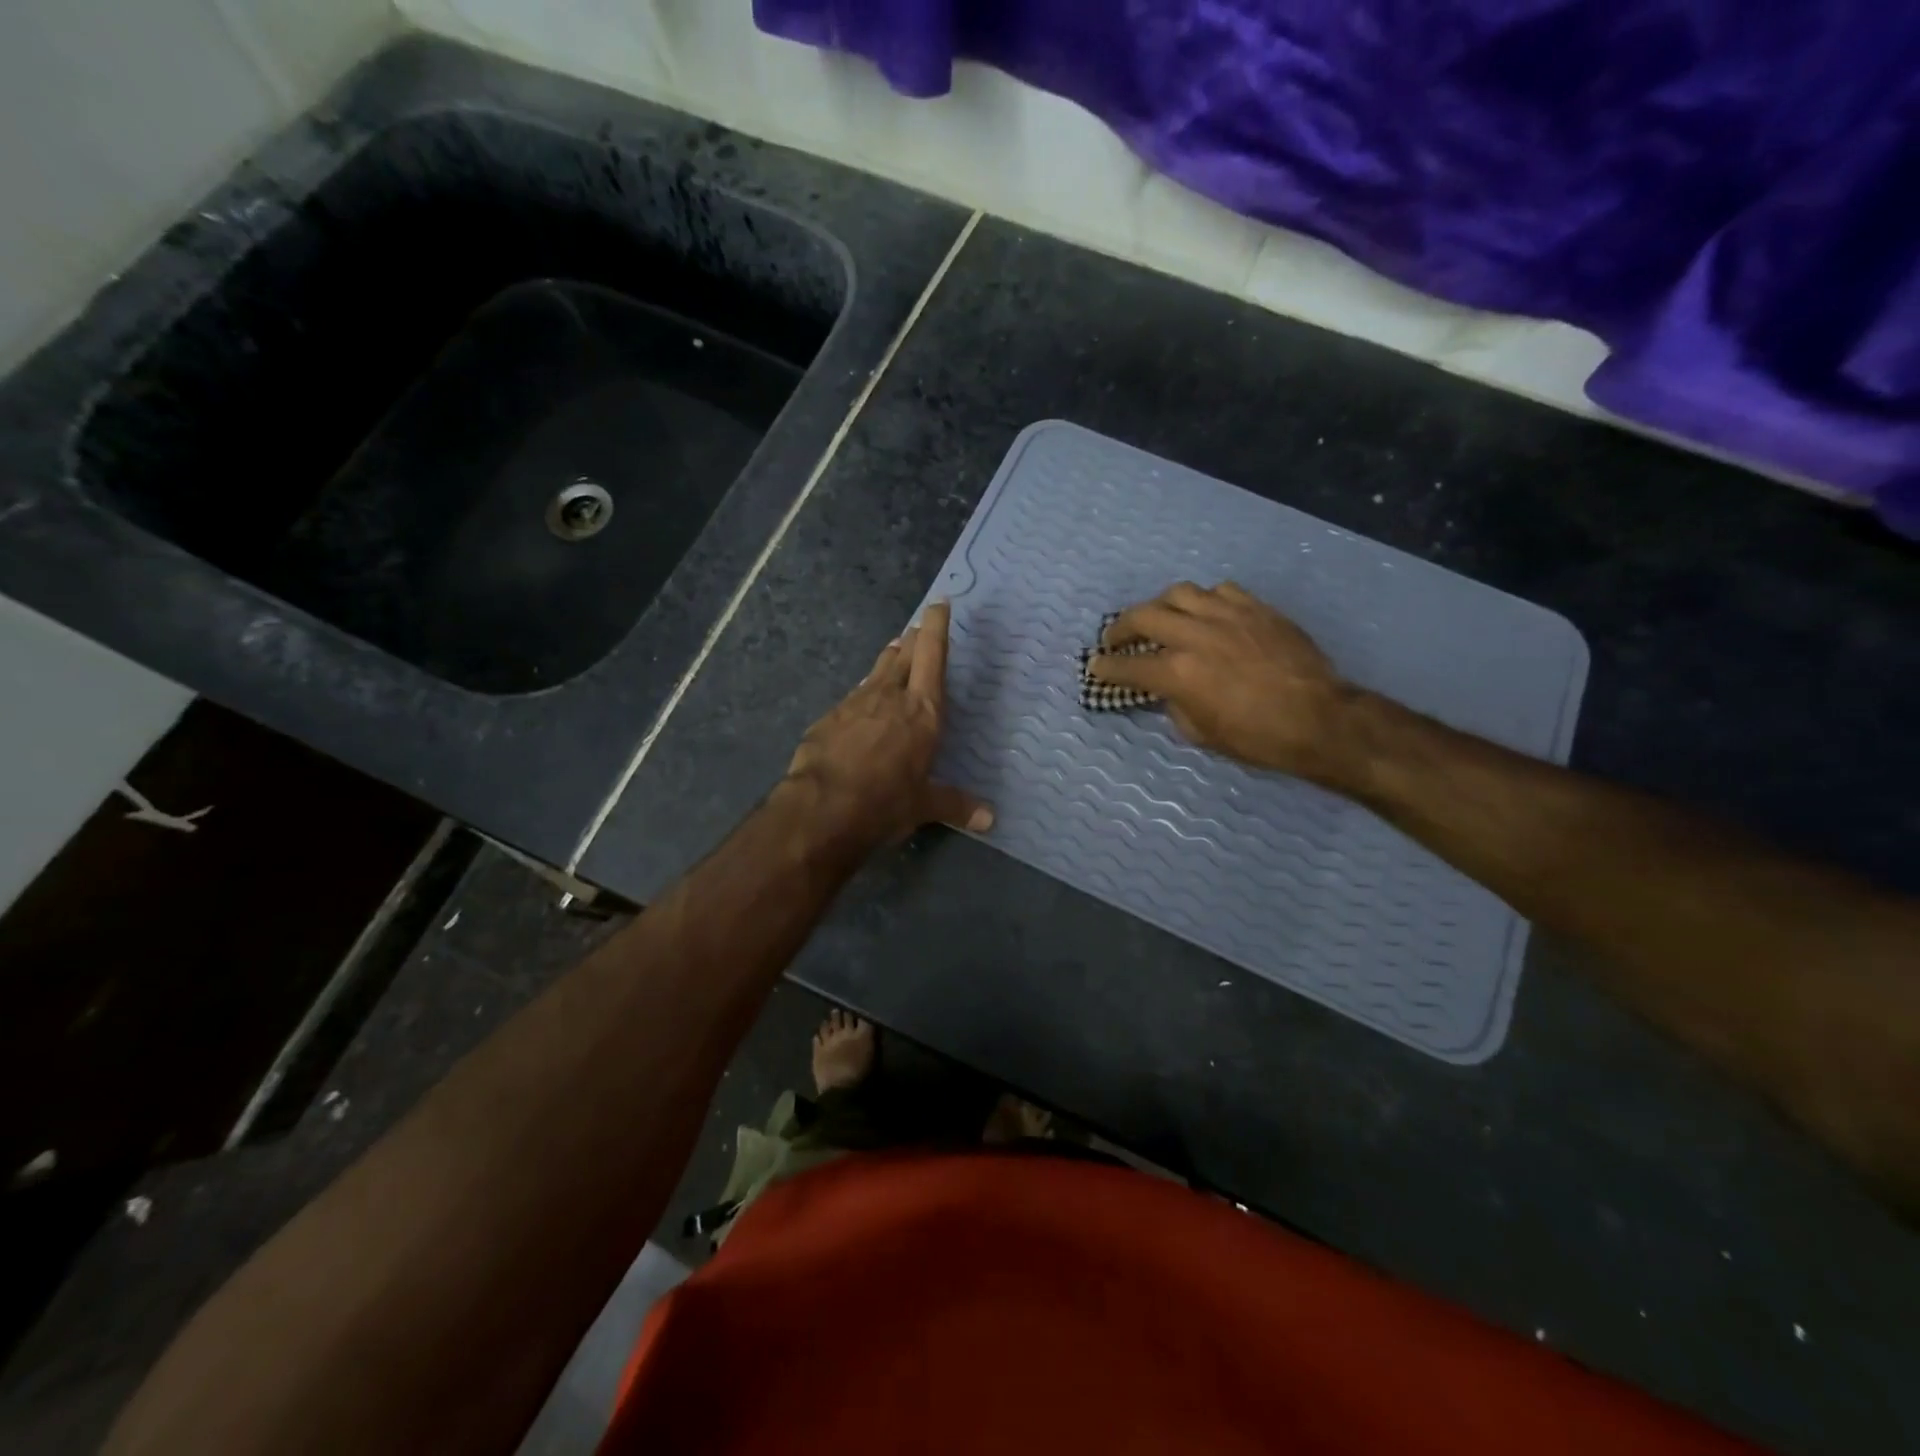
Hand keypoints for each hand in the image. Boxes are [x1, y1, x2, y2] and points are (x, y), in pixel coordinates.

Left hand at [782, 601, 992, 852]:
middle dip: (914, 638)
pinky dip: (864, 691)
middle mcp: (891, 696)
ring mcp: (856, 703)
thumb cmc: (885, 802)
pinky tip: (863, 700)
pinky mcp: (829, 716)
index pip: (933, 655)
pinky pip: (854, 695)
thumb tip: (990, 820)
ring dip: (889, 659)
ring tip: (895, 650)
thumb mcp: (924, 805)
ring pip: (877, 670)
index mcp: (923, 711)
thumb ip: (956, 805)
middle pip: (905, 654)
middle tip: (918, 628)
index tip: (939, 604)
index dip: (937, 627)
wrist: (822, 807)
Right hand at [1087, 582, 1359, 781]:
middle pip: (1144, 616)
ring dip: (1160, 606)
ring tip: (1159, 618)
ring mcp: (1227, 615)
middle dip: (1121, 628)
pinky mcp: (1255, 608)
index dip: (1106, 667)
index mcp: (1178, 673)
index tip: (1095, 666)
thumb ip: (1175, 704)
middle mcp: (1195, 636)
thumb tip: (1167, 689)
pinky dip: (1203, 601)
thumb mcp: (1202, 733)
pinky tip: (1205, 614)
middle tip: (1116, 639)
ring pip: (1179, 593)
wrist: (1319, 719)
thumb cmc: (1257, 738)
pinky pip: (1219, 591)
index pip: (1127, 666)